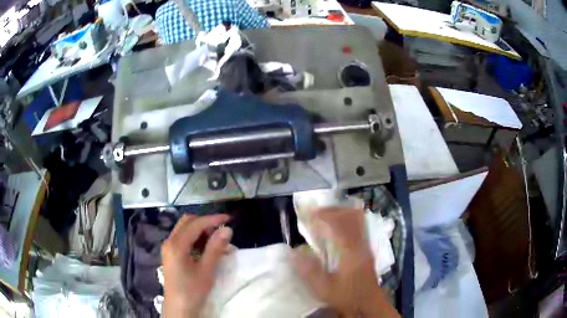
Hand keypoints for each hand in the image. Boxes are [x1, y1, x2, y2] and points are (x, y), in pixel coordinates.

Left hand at [162, 214, 232, 317]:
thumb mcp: (206, 270)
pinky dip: (195, 238)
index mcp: (176, 244)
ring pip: (184, 229)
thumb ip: (215, 248)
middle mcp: (169, 241)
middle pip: (187, 222)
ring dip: (200, 230)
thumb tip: (227, 229)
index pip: (196, 224)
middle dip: (205, 222)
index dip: (213, 219)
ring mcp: (168, 248)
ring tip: (216, 240)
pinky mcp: (171, 254)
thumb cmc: (192, 291)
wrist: (178, 308)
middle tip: (222, 230)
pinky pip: (183, 238)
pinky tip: (206, 248)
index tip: (229, 219)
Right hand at [292, 207, 399, 317]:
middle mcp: (360, 243)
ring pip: (355, 217)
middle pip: (348, 216)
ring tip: (323, 215)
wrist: (367, 302)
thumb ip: (309, 271)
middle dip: (329, 210)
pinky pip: (359, 223)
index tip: (305, 213)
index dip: (320, 216)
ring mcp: (366, 243)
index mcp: (350, 252)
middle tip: (312, 212)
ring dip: (339, 212)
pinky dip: (346, 217)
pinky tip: (337, 223)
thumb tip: (293, 252)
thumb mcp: (324, 289)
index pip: (336, 225)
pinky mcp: (367, 246)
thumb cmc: (346, 296)